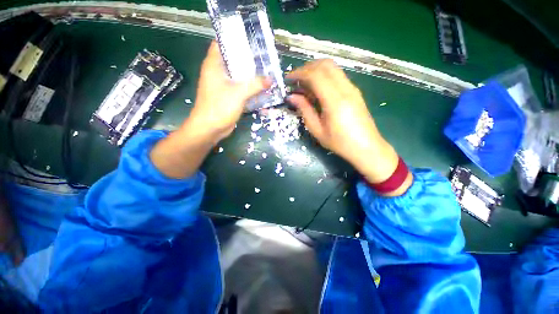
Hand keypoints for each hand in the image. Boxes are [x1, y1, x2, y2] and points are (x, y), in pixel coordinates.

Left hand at [186, 41, 269, 144]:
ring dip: (253, 79)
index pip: (222, 44)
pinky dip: (252, 93)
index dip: (235, 40)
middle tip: (266, 61)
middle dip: (250, 62)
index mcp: (214, 65)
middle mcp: (219, 74)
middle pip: (235, 62)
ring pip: (241, 78)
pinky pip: (243, 92)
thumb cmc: (219, 107)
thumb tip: (270, 79)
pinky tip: (264, 95)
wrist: (210, 129)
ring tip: (268, 77)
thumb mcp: (238, 93)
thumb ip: (255, 84)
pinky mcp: (230, 98)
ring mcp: (225, 87)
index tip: (252, 41)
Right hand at [287, 60, 411, 194]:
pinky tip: (317, 89)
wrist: (366, 147)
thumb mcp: (317, 130)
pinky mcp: (355, 91)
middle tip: (296, 79)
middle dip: (307, 67)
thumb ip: (304, 110)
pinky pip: (338, 76)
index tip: (288, 79)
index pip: (316, 75)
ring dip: (316, 70)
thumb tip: (292, 96)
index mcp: (335, 101)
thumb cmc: (340, 143)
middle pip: (325, 65)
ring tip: (304, 84)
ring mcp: (352, 88)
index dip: (300, 73)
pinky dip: (324, 76)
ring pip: (333, 68)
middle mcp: (346, 89)